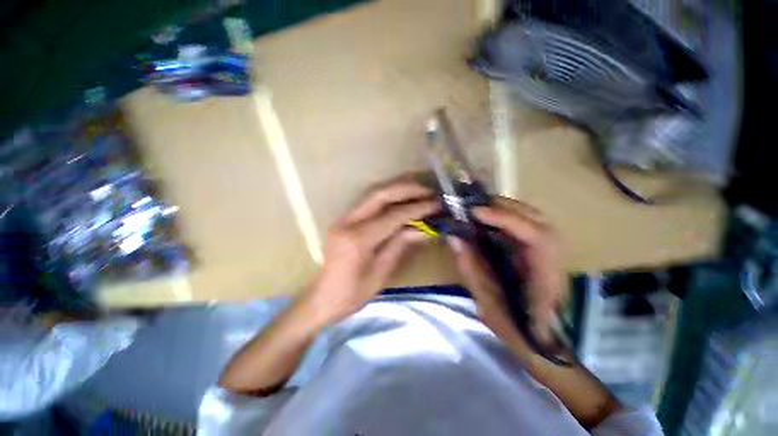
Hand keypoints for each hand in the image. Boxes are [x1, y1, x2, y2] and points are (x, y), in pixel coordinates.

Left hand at [298, 179, 438, 325]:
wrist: (322, 298)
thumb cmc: (352, 294)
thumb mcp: (381, 273)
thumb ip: (400, 245)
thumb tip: (424, 229)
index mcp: (358, 239)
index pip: (393, 215)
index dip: (417, 208)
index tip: (436, 204)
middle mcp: (348, 222)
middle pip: (380, 195)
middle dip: (407, 189)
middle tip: (429, 191)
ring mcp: (343, 218)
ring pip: (373, 194)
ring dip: (397, 189)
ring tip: (419, 189)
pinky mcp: (344, 220)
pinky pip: (369, 203)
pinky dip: (388, 197)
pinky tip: (401, 197)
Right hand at [448, 197, 564, 347]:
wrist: (543, 343)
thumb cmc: (517, 330)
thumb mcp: (487, 303)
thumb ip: (471, 268)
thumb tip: (454, 238)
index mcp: (545, 278)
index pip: (535, 237)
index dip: (506, 220)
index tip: (476, 213)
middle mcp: (553, 260)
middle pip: (538, 220)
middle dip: (505, 208)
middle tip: (474, 207)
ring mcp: (550, 254)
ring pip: (535, 219)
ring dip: (507, 210)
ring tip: (480, 210)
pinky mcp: (541, 252)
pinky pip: (528, 226)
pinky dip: (509, 218)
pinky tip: (491, 220)